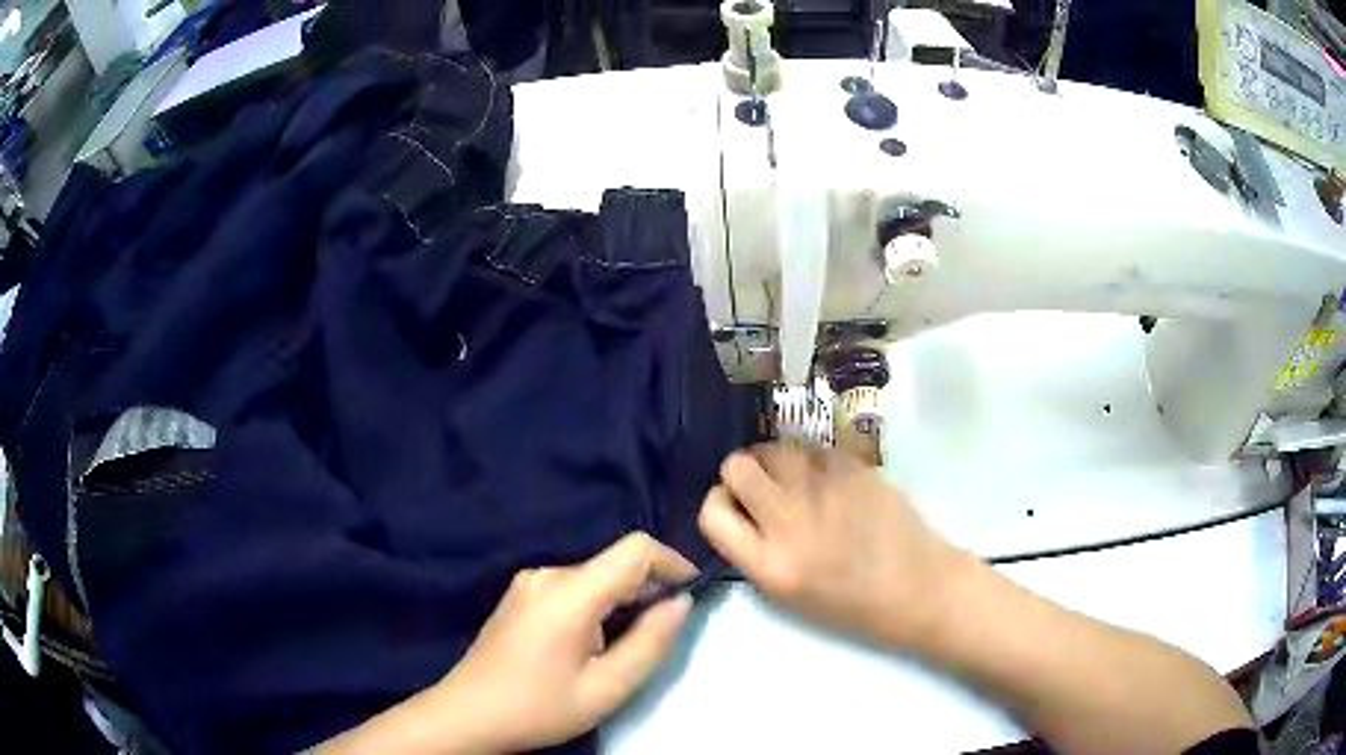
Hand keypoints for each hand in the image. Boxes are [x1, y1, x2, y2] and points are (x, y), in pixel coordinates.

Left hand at [431, 532, 695, 752]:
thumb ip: (650, 642)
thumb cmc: (539, 707)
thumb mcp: (607, 688)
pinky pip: (572, 587)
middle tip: (667, 631)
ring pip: (594, 576)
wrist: (468, 714)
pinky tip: (596, 642)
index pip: (635, 550)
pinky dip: (597, 604)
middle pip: (614, 564)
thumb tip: (681, 603)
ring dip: (623, 599)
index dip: (672, 562)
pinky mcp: (520, 595)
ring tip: (631, 643)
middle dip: (649, 588)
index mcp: (569, 593)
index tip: (693, 591)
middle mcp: (547, 574)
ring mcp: (529, 582)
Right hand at [698, 445, 966, 647]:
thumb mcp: (787, 596)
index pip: (712, 512)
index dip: (717, 503)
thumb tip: (738, 510)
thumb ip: (754, 553)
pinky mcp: (853, 467)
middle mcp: (789, 522)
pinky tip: (831, 481)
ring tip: (796, 481)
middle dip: (742, 473)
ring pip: (773, 448)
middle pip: (736, 467)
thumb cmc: (852, 605)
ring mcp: (823, 489)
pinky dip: (812, 461)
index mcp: (769, 565)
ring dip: (776, 462)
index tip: (735, 506)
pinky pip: (812, 449)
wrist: (918, 587)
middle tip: (763, 487)